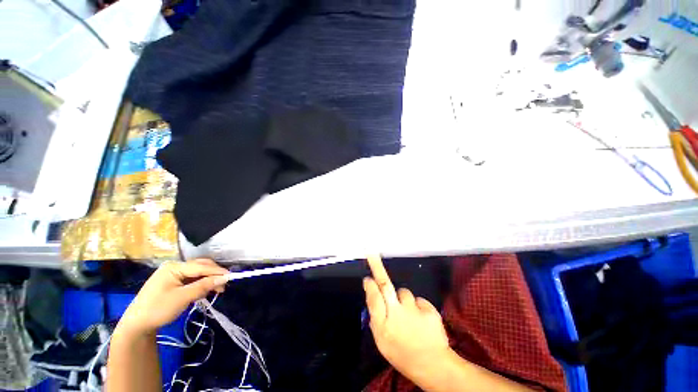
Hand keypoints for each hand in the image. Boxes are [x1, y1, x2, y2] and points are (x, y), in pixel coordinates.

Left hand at [117, 259, 228, 335]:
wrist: (136, 325)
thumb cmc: (158, 309)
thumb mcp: (182, 298)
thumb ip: (204, 286)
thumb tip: (224, 278)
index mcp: (174, 267)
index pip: (201, 267)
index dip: (217, 271)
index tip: (231, 277)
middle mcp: (174, 267)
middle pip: (200, 266)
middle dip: (214, 274)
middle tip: (224, 285)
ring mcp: (173, 274)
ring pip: (197, 273)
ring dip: (208, 279)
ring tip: (217, 289)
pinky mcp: (173, 282)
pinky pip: (192, 279)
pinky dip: (201, 284)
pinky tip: (206, 290)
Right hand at [364, 255, 450, 378]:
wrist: (433, 365)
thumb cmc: (402, 354)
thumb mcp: (382, 341)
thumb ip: (375, 317)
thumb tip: (371, 295)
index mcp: (383, 325)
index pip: (373, 298)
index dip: (370, 286)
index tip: (367, 278)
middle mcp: (397, 314)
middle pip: (385, 285)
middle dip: (377, 267)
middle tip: (372, 253)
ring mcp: (414, 310)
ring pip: (404, 293)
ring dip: (404, 300)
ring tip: (409, 316)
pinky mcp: (429, 310)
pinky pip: (418, 300)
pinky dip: (417, 306)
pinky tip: (421, 319)